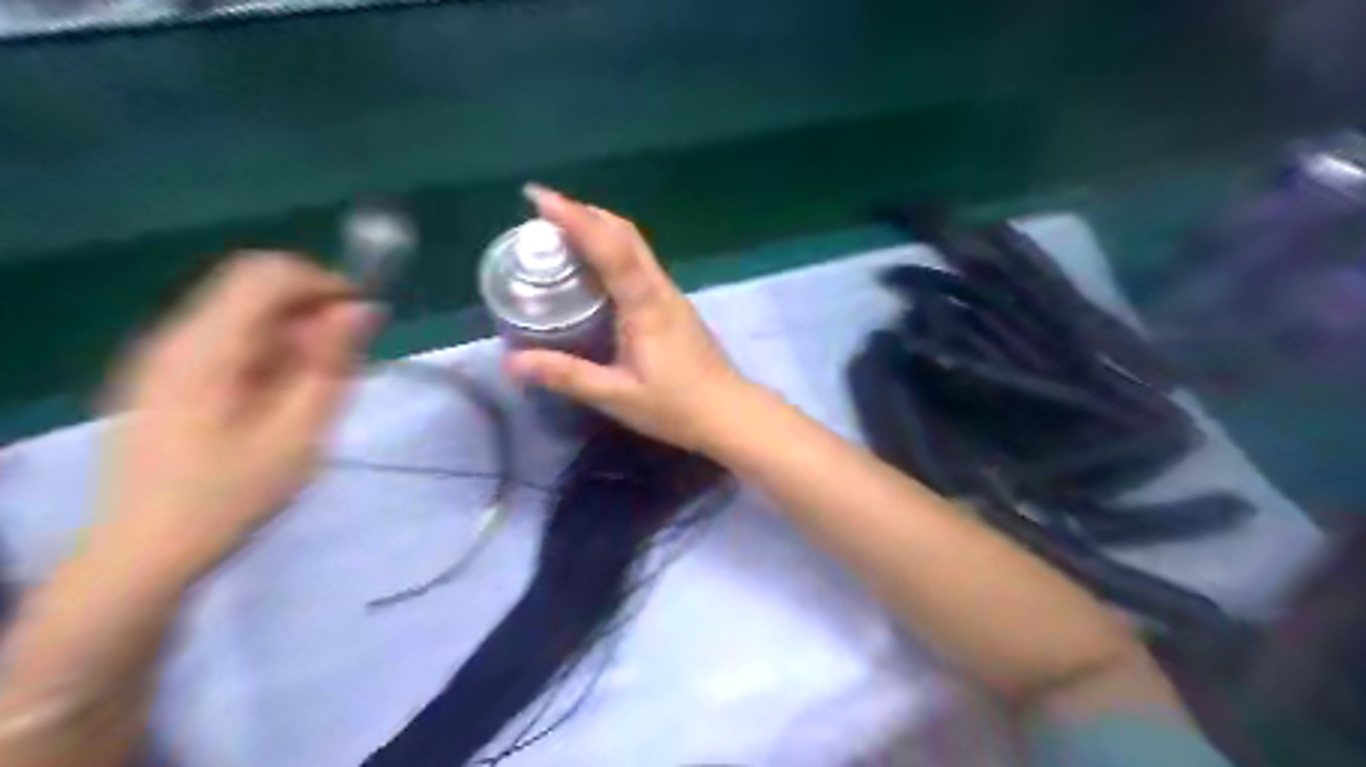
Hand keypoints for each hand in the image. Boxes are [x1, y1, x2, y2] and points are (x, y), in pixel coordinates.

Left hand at [99, 254, 370, 577]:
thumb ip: (331, 363)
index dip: (324, 283)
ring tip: (312, 387)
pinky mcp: (161, 375)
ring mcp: (161, 356)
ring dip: (290, 332)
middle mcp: (174, 337)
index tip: (363, 321)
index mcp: (205, 349)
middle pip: (251, 285)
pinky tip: (276, 396)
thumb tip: (361, 308)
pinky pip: (224, 336)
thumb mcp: (299, 432)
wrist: (143, 553)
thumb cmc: (231, 497)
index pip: (267, 273)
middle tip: (342, 360)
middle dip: (309, 309)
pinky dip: (265, 349)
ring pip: (240, 310)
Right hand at [503, 183, 757, 454]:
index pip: (610, 249)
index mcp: (645, 305)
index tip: (539, 197)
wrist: (729, 413)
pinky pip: (639, 264)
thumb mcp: (617, 396)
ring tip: (561, 231)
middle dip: (585, 214)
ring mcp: (670, 295)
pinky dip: (613, 251)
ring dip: (600, 229)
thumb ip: (568, 377)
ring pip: (635, 246)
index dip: (575, 219)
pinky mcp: (673, 306)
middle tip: (543, 210)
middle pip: (626, 235)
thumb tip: (511, 362)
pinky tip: (594, 268)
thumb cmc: (676, 406)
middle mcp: (660, 289)